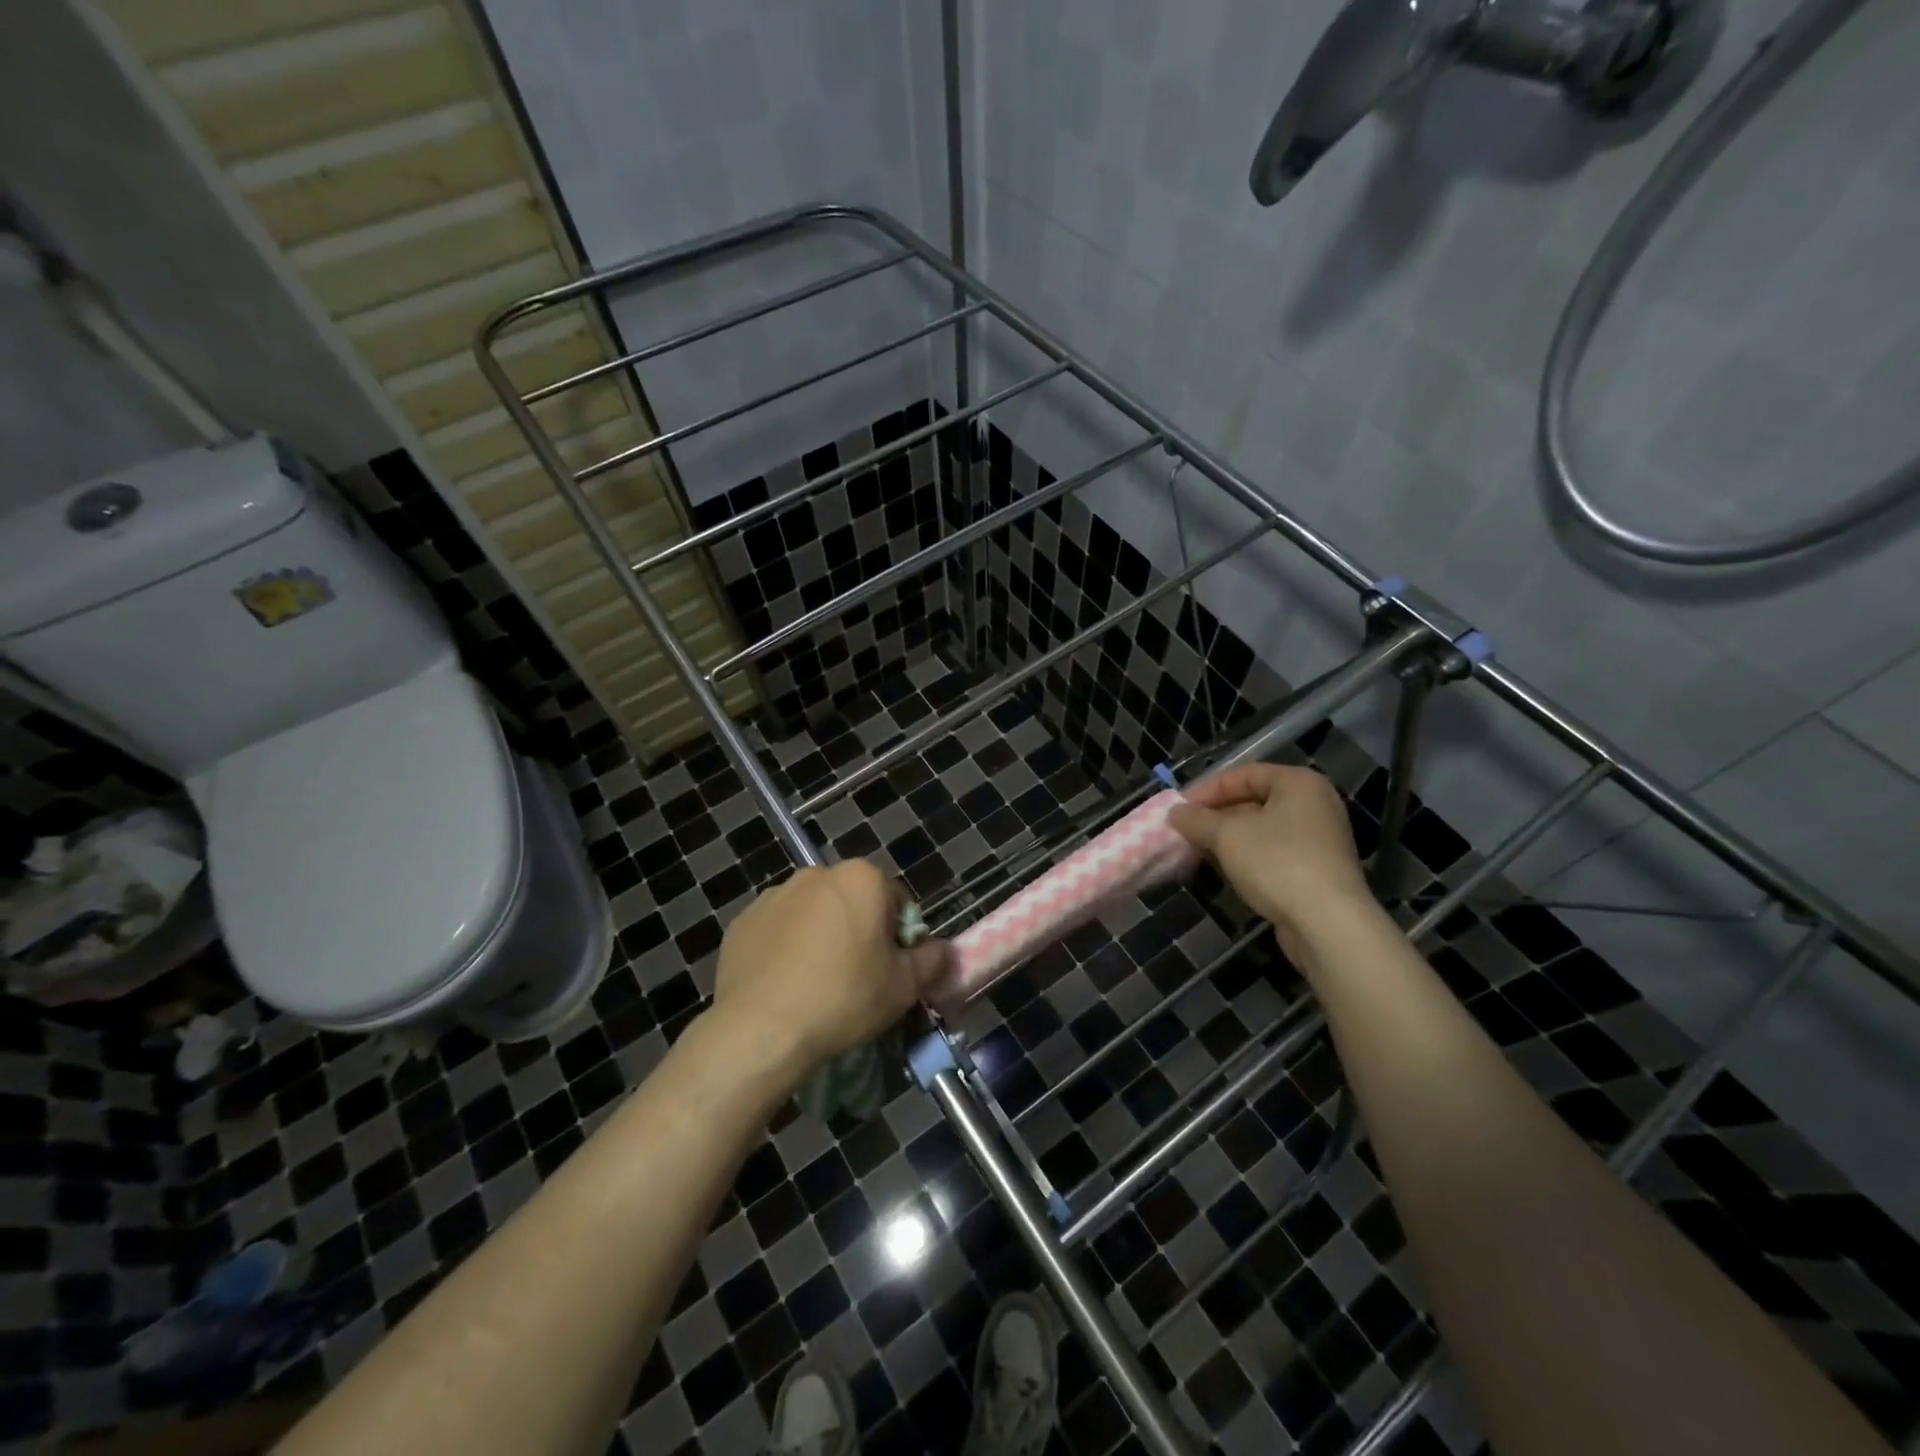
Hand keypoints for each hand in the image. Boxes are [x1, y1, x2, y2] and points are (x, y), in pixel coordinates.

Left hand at [711, 861, 947, 1083]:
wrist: (760, 1029)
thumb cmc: (843, 998)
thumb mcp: (903, 987)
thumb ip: (931, 961)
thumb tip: (943, 950)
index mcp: (861, 879)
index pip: (896, 900)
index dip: (901, 936)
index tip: (892, 969)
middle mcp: (817, 874)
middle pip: (852, 901)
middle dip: (859, 930)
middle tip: (858, 977)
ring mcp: (774, 895)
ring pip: (813, 914)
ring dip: (821, 936)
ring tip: (816, 984)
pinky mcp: (742, 921)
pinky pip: (777, 930)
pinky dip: (785, 948)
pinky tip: (784, 985)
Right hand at [1167, 764, 1373, 951]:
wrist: (1327, 923)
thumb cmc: (1276, 862)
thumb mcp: (1226, 835)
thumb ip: (1196, 819)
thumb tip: (1175, 813)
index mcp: (1298, 783)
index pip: (1243, 774)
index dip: (1207, 789)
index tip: (1180, 810)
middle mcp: (1314, 804)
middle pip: (1254, 801)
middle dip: (1216, 816)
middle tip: (1186, 830)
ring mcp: (1319, 839)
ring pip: (1262, 830)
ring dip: (1228, 838)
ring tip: (1198, 850)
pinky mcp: (1317, 870)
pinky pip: (1274, 853)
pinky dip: (1248, 857)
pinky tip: (1224, 870)